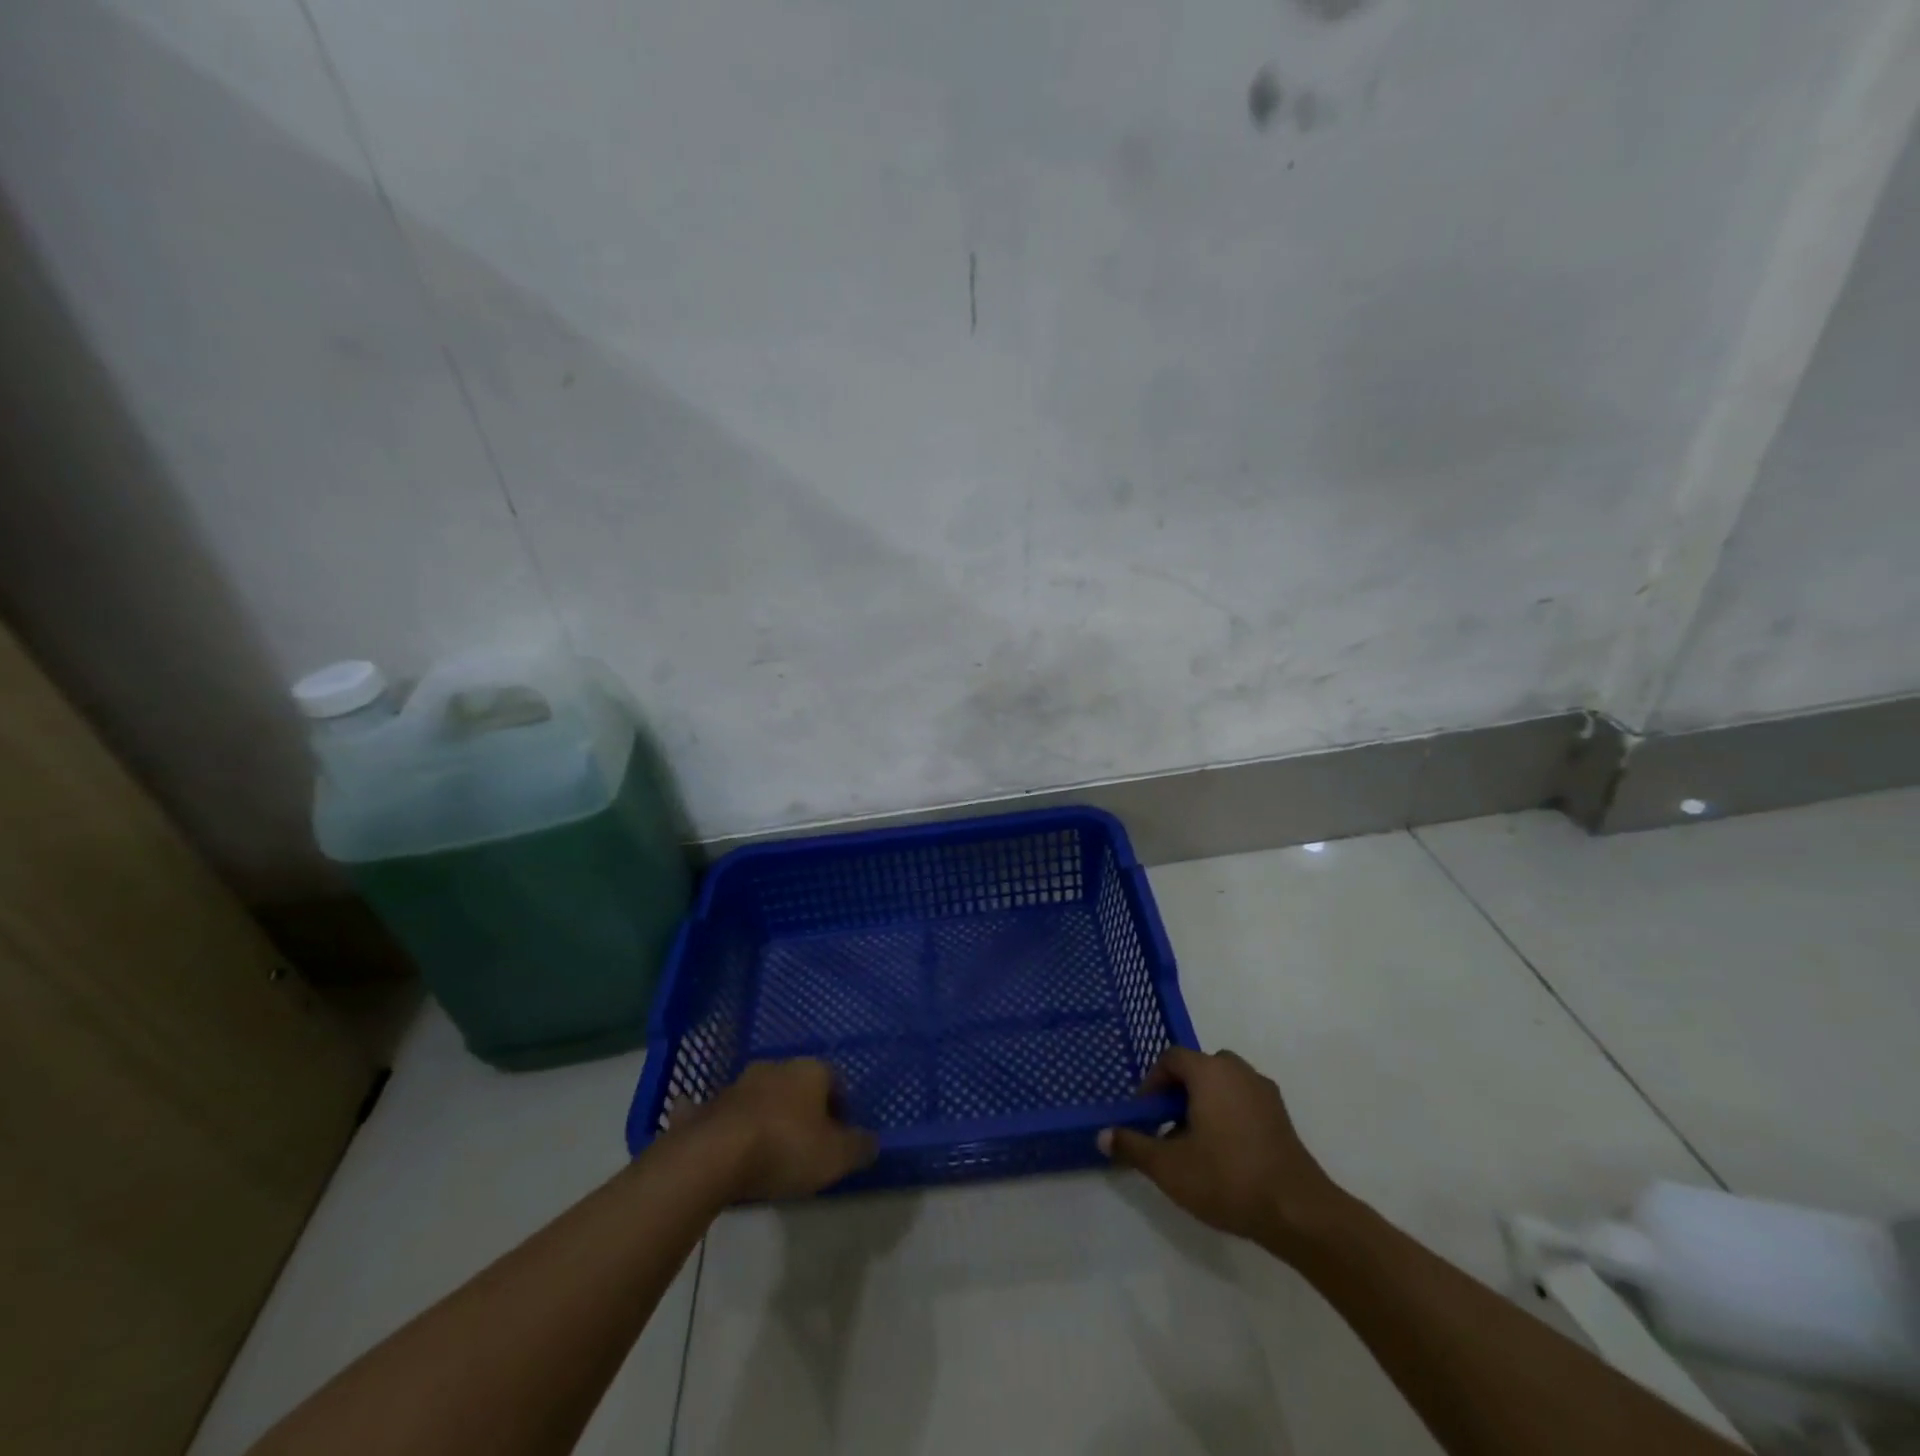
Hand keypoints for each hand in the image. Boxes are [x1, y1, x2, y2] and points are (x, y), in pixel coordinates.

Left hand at [678, 1058, 878, 1201]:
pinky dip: (731, 1126)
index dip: (841, 1108)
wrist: (714, 1156)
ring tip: (770, 1151)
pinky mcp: (708, 1107)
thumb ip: (859, 1147)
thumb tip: (871, 1141)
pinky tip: (730, 1147)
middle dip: (803, 1109)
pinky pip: (726, 1114)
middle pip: (797, 1085)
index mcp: (810, 1070)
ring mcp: (738, 1084)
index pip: (835, 1080)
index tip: (840, 1136)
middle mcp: (775, 1067)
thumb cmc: (786, 1148)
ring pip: (762, 1096)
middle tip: (807, 1143)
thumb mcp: (836, 1156)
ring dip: (768, 1116)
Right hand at [1100, 1047, 1350, 1254]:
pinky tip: (1225, 1154)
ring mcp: (1264, 1092)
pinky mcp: (1281, 1116)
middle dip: (1179, 1092)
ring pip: (1223, 1085)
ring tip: (1194, 1143)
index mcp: (1209, 1071)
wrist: (1298, 1211)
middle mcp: (1237, 1071)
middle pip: (1199, 1068)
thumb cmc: (1227, 1178)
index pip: (1171, 1058)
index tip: (1144, 1114)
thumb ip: (1133, 1146)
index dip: (1152, 1083)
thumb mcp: (1169, 1167)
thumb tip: (1103, 1134)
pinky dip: (1228, 1115)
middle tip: (1167, 1126)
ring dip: (1204, 1103)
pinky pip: (1244, 1101)